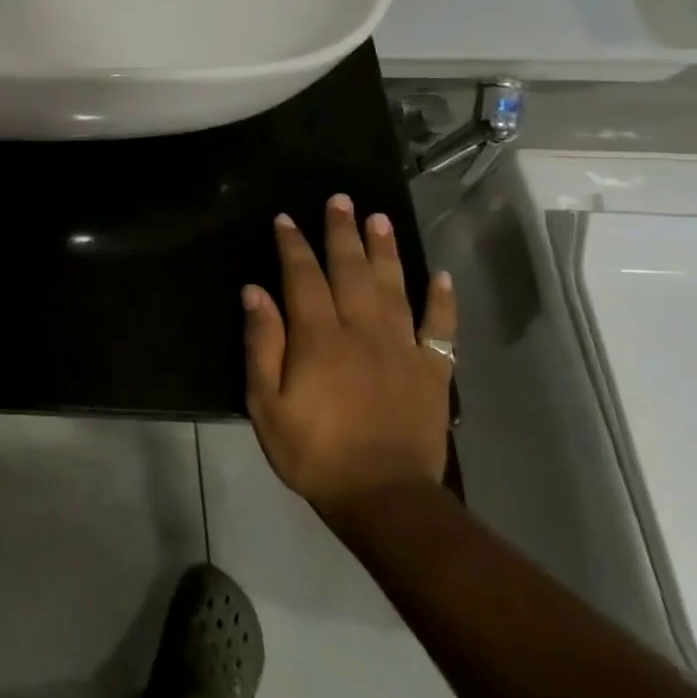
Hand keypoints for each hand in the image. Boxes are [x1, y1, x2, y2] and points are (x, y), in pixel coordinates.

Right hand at [241, 194, 456, 518]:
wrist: (384, 498)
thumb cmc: (313, 451)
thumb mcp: (265, 403)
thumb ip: (261, 344)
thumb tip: (255, 292)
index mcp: (318, 337)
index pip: (303, 277)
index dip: (293, 245)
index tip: (286, 218)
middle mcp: (362, 331)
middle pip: (351, 271)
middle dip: (342, 233)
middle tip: (341, 200)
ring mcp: (402, 349)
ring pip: (394, 287)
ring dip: (385, 250)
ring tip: (380, 218)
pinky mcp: (432, 371)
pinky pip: (440, 327)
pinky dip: (441, 299)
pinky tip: (440, 275)